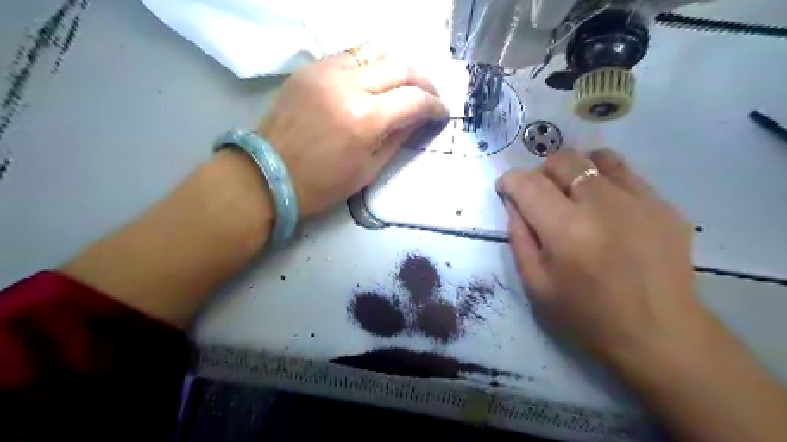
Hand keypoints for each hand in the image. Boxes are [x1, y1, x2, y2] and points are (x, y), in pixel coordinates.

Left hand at [261, 48, 448, 217]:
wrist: (269, 174)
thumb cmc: (323, 184)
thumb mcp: (369, 169)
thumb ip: (398, 138)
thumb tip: (419, 119)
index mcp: (365, 119)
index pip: (415, 100)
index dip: (435, 105)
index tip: (442, 112)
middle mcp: (349, 86)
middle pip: (401, 66)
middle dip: (424, 81)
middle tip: (430, 96)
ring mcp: (326, 71)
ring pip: (377, 51)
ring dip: (399, 66)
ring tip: (405, 84)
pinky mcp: (310, 68)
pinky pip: (350, 55)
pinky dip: (370, 64)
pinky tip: (374, 80)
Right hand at [496, 150, 706, 366]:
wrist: (658, 334)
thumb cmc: (586, 316)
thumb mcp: (535, 284)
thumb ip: (519, 237)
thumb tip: (514, 202)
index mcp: (567, 231)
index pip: (528, 184)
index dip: (510, 181)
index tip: (506, 189)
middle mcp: (603, 206)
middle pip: (563, 160)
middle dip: (541, 172)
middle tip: (539, 195)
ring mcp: (640, 201)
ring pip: (596, 158)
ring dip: (574, 169)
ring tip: (572, 194)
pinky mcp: (664, 205)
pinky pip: (625, 173)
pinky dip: (603, 179)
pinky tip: (604, 206)